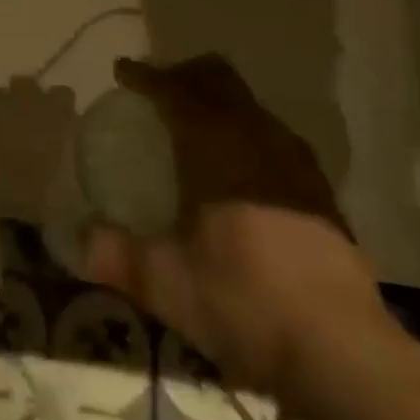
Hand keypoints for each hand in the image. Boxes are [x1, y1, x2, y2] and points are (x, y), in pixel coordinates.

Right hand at [82, 55, 381, 400]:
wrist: (339, 347)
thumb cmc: (240, 299)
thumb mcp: (163, 282)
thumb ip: (115, 256)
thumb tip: (79, 242)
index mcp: (214, 144)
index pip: (174, 90)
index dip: (146, 76)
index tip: (123, 71)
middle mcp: (256, 136)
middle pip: (219, 80)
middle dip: (185, 75)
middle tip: (158, 90)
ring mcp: (295, 161)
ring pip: (250, 106)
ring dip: (219, 103)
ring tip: (195, 129)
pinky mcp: (320, 190)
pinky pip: (273, 136)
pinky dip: (246, 134)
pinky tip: (240, 172)